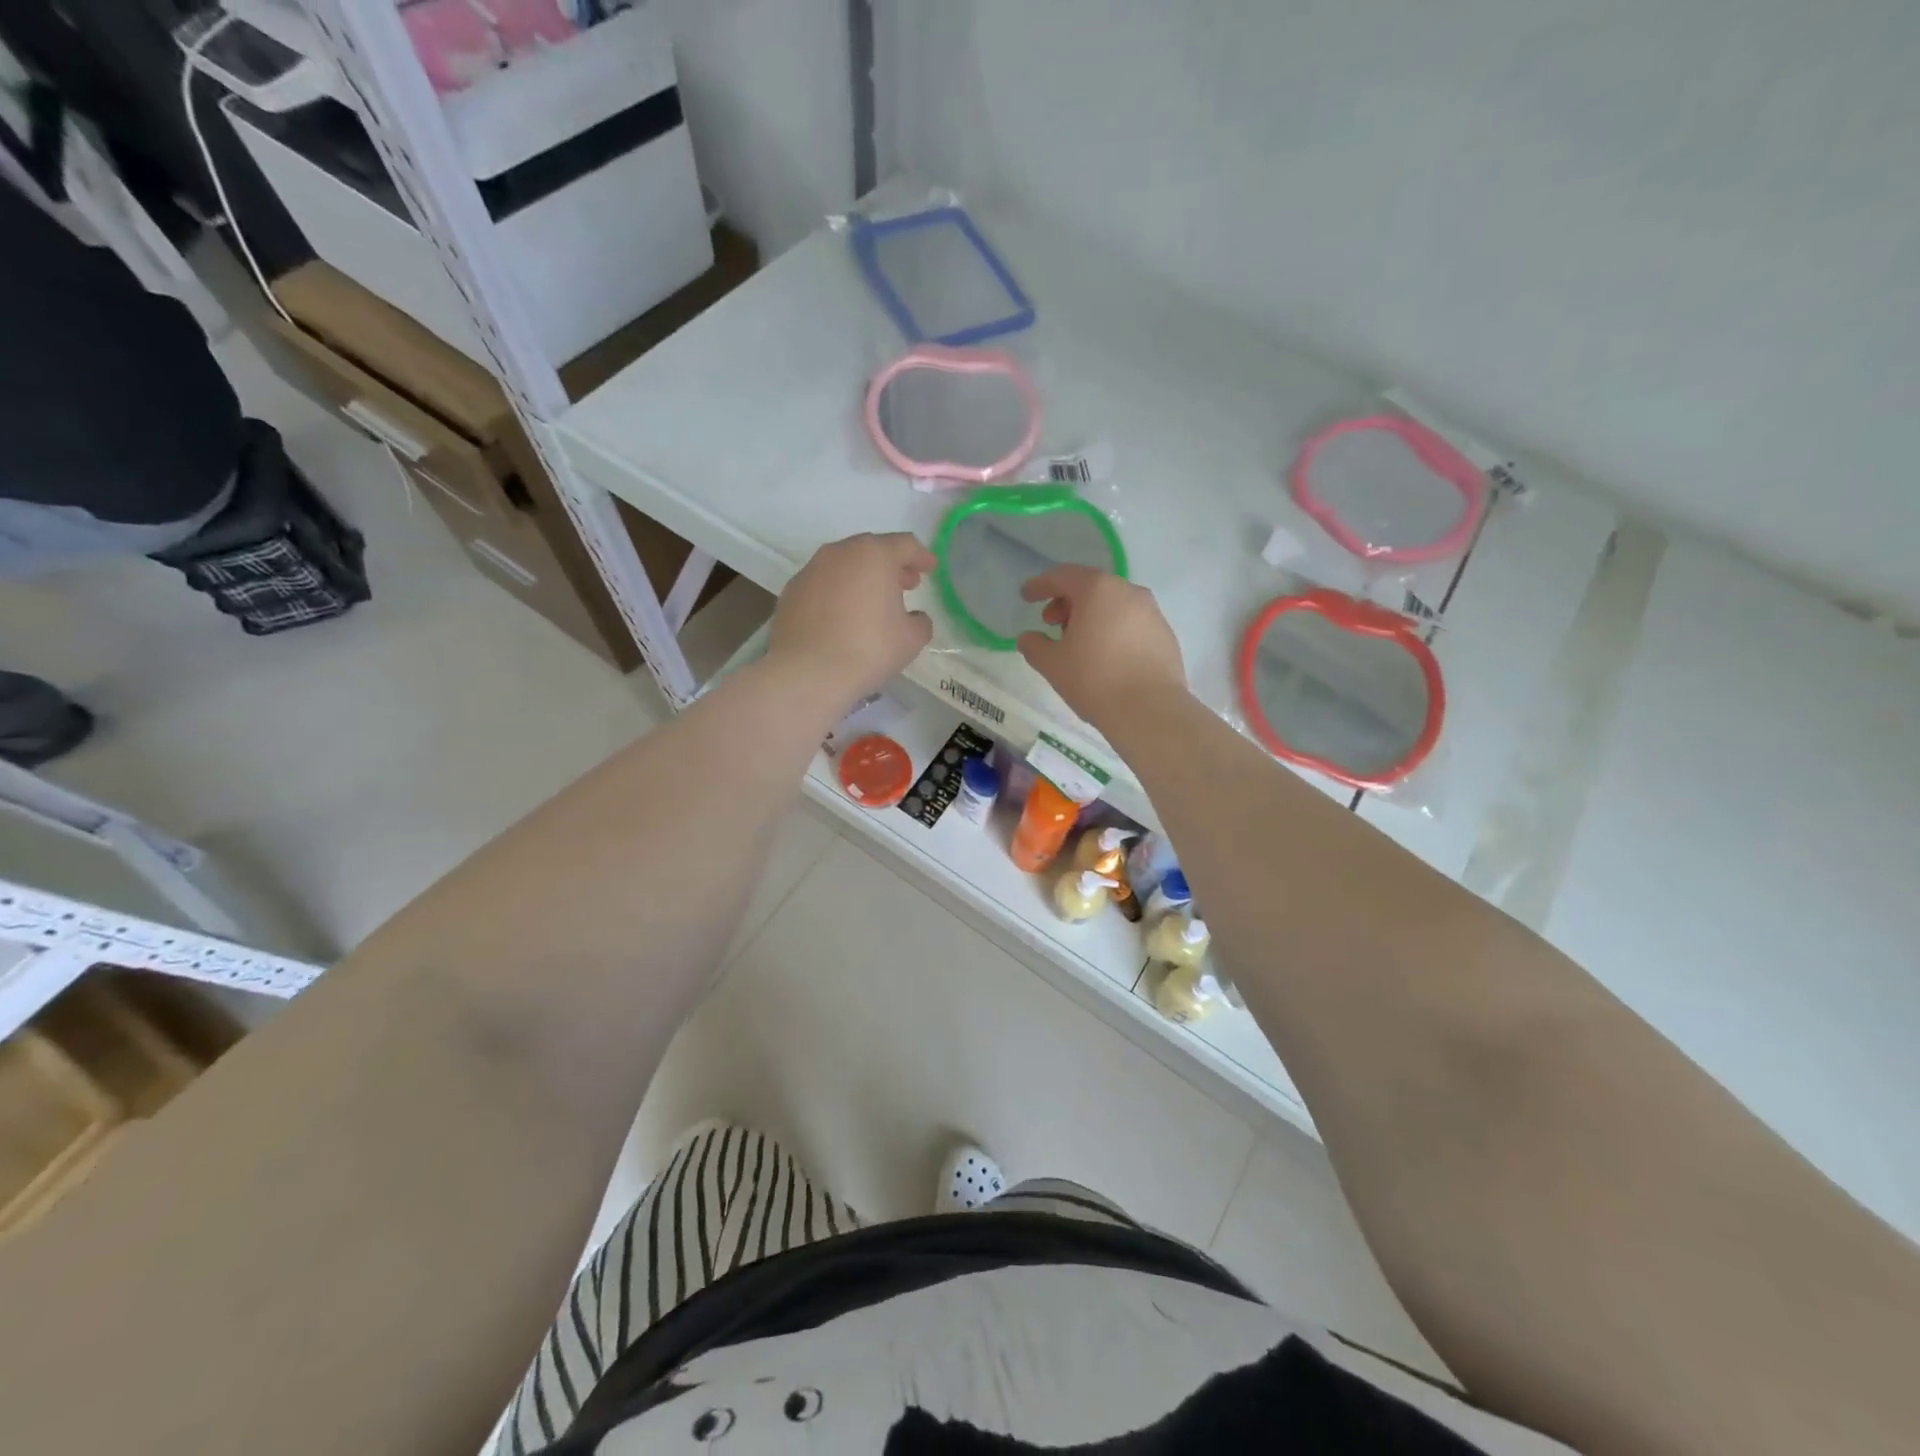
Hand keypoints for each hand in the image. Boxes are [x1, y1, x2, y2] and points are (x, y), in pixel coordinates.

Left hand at [769, 532, 935, 707]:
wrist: (808, 673)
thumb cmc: (869, 649)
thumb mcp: (911, 639)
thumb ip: (920, 621)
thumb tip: (914, 618)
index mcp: (873, 555)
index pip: (905, 545)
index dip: (922, 556)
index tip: (930, 569)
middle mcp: (839, 553)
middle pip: (871, 550)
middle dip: (891, 565)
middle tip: (905, 585)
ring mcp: (810, 570)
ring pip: (844, 565)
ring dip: (861, 577)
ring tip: (872, 601)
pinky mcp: (791, 592)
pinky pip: (823, 584)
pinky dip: (837, 592)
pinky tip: (842, 616)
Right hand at [1017, 566, 1186, 727]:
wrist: (1150, 710)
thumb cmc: (1094, 680)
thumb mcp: (1053, 664)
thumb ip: (1034, 646)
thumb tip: (1028, 638)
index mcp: (1098, 590)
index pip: (1063, 576)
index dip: (1041, 585)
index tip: (1027, 596)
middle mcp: (1128, 591)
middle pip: (1091, 587)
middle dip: (1067, 602)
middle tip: (1052, 623)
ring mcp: (1152, 612)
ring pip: (1114, 604)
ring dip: (1092, 616)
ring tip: (1079, 642)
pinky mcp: (1165, 634)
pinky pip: (1132, 622)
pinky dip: (1113, 629)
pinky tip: (1106, 655)